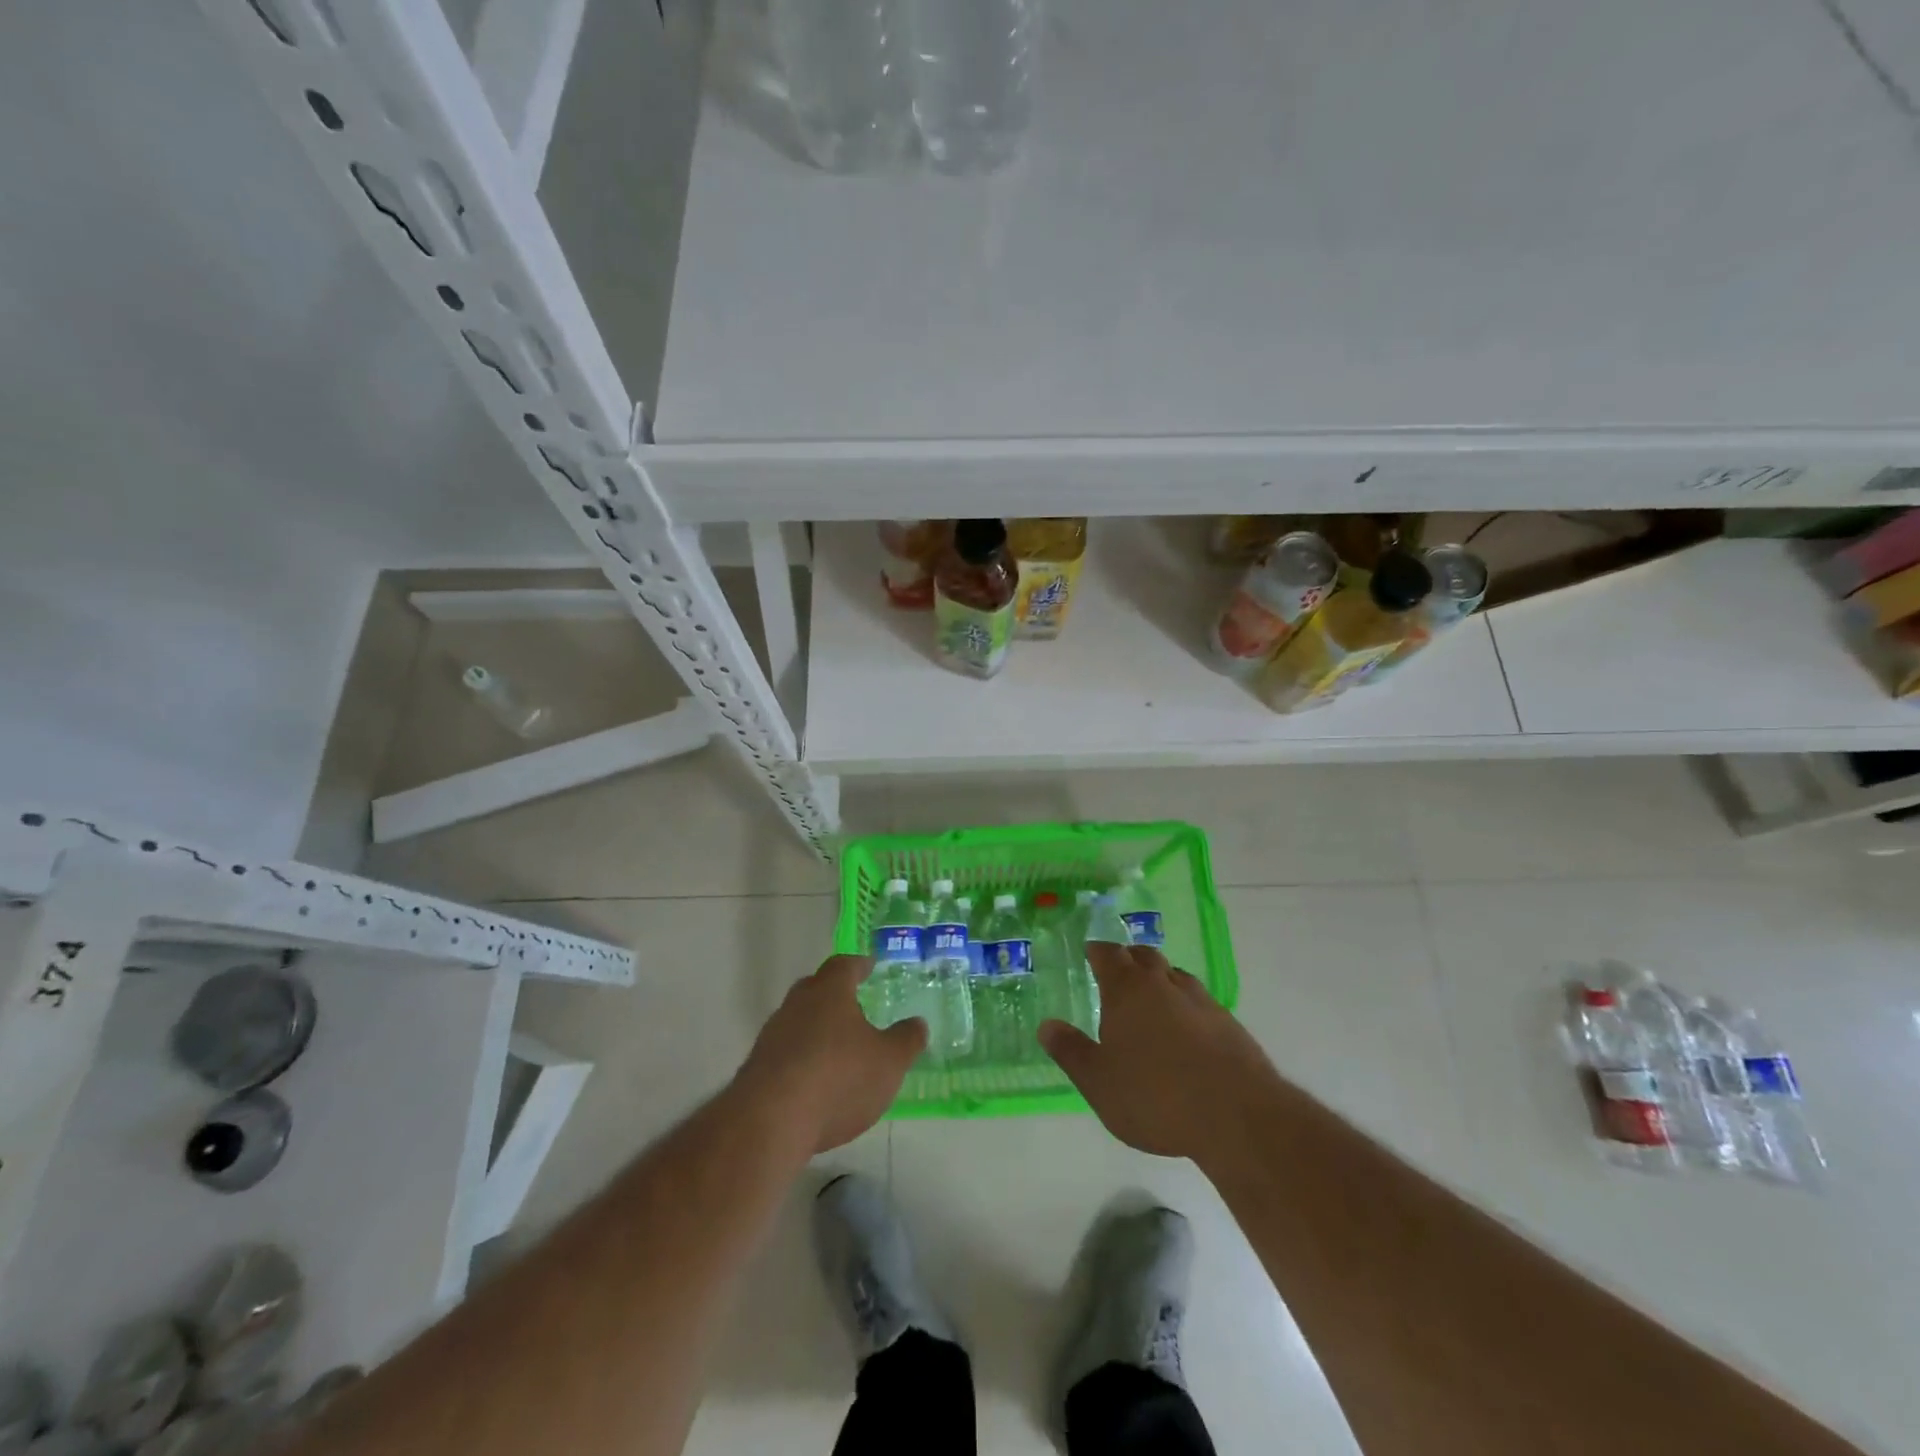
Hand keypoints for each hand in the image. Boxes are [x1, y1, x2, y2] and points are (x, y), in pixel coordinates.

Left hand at [734, 955, 925, 1154]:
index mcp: (829, 991)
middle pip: (816, 989)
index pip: (844, 965)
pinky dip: (803, 1059)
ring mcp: (772, 1035)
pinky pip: (786, 1052)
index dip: (860, 965)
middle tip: (855, 1004)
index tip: (870, 966)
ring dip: (817, 1030)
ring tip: (839, 1048)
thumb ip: (906, 1040)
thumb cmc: (839, 1079)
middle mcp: (797, 1004)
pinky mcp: (757, 1068)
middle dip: (835, 995)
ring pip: (799, 1021)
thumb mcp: (888, 1062)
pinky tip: (816, 1082)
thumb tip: (918, 1023)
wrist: (769, 1122)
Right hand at [1040, 942, 1277, 1162]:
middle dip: (1128, 958)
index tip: (1089, 952)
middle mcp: (1163, 984)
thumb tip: (1046, 1026)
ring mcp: (1200, 1000)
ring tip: (1150, 997)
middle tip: (1117, 970)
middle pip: (1144, 956)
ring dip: (1159, 979)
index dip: (1096, 951)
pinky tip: (1185, 1030)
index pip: (1108, 954)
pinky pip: (1199, 1001)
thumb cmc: (1155, 1096)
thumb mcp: (1098, 1082)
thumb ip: (1071, 1051)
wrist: (1237, 1115)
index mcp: (1127, 990)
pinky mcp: (1228, 1023)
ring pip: (1174, 975)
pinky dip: (1185, 1006)